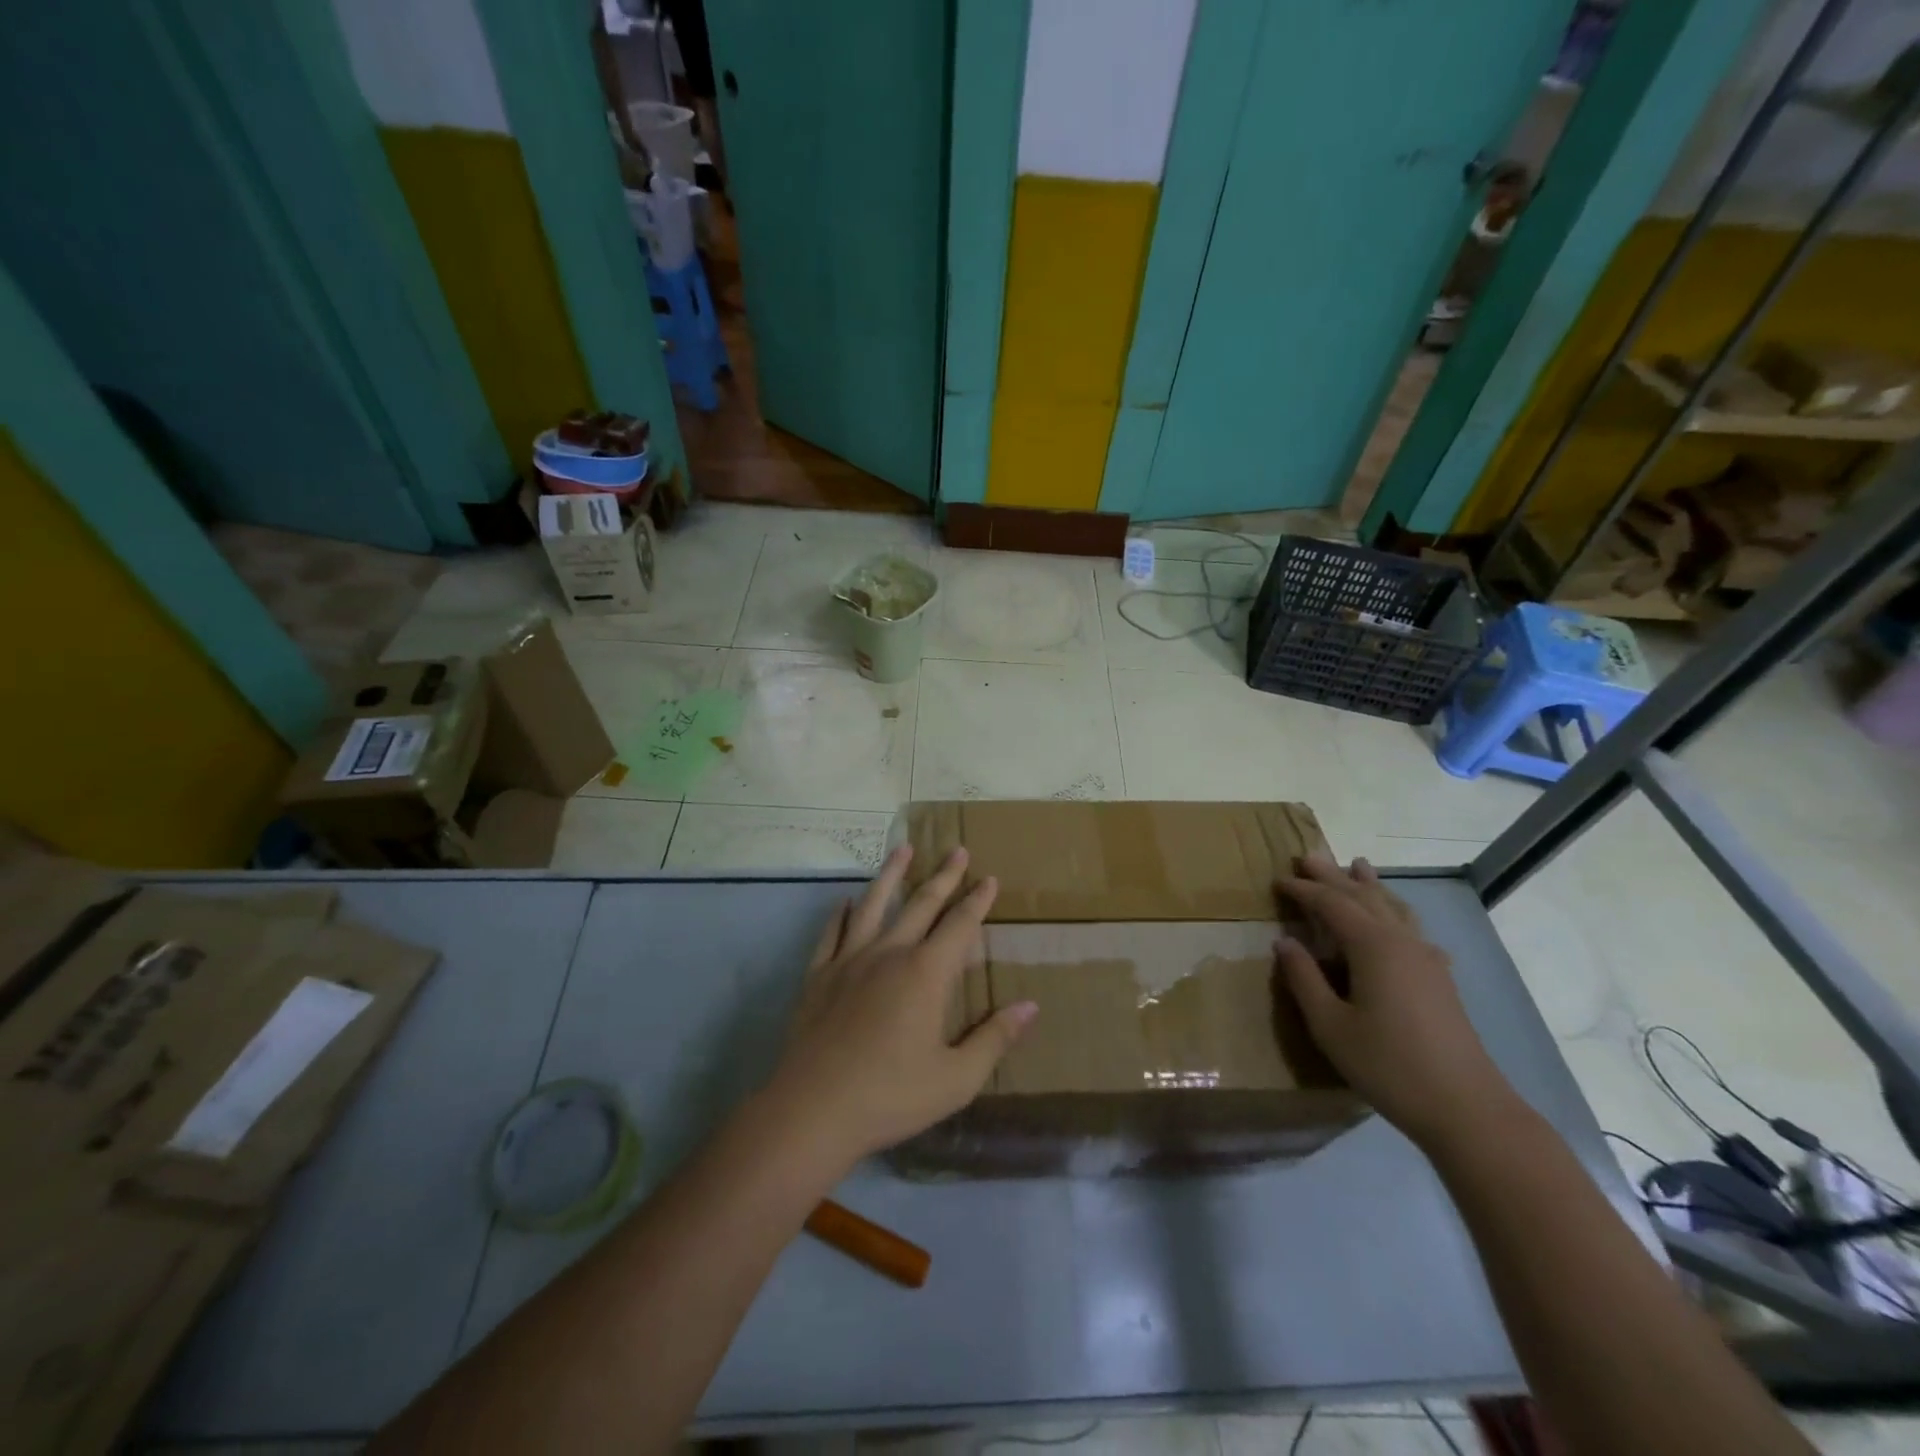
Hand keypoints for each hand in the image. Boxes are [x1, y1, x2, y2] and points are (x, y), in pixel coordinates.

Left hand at [764, 843, 1035, 1171]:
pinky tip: (845, 902)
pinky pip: (832, 933)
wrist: (813, 1109)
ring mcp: (850, 960)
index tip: (990, 878)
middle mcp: (890, 953)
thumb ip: (994, 1039)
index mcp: (926, 973)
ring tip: (902, 848)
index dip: (977, 901)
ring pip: (874, 905)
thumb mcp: (956, 1078)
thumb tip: (1031, 1006)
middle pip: (921, 904)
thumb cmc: (891, 1095)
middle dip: (944, 876)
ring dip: (891, 875)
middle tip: (957, 850)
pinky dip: (842, 914)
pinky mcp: (819, 974)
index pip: (959, 925)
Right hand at [1276, 854, 1519, 1150]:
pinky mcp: (1439, 979)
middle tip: (1309, 856)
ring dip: (1370, 886)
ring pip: (1393, 908)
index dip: (1303, 890)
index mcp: (1372, 946)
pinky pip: (1412, 929)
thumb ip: (1304, 979)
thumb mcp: (1330, 1025)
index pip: (1331, 904)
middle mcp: (1400, 941)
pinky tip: (1399, 924)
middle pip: (1363, 897)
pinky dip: (1395, 914)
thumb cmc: (1388, 1065)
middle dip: (1334, 876)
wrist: (1466, 1108)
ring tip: (1358, 866)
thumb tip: (1284, 941)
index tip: (1278, 879)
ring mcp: (1426, 959)